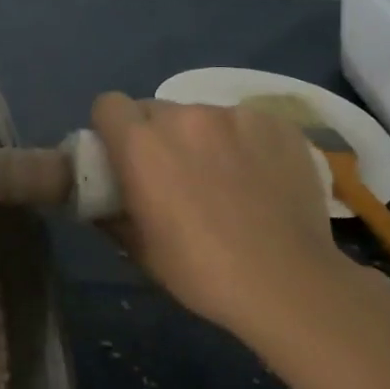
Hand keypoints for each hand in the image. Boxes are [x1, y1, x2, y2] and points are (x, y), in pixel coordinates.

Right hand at [91, 93, 351, 334]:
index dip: (112, 127)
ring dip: (202, 138)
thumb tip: (101, 200)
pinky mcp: (276, 124)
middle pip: (155, 110)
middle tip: (174, 173)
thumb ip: (111, 211)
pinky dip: (244, 143)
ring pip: (202, 116)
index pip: (108, 104)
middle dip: (157, 135)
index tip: (122, 154)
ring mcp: (233, 116)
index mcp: (140, 143)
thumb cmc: (199, 270)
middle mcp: (182, 116)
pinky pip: (245, 124)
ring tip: (225, 179)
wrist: (287, 284)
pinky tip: (260, 177)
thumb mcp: (138, 248)